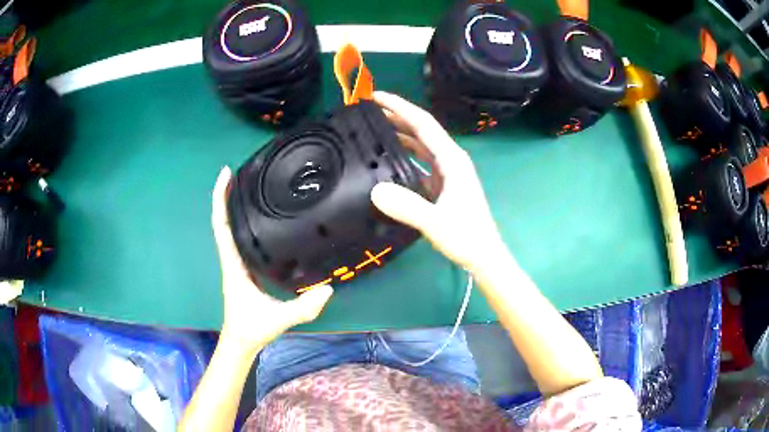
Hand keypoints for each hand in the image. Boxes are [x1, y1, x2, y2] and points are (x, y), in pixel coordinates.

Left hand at [211, 167, 332, 351]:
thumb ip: (303, 308)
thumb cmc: (253, 329)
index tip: (226, 175)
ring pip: (229, 230)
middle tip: (238, 172)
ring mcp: (236, 264)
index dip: (221, 200)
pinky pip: (238, 239)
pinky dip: (241, 222)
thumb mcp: (278, 319)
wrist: (241, 342)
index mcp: (234, 266)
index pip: (222, 227)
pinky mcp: (242, 269)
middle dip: (226, 196)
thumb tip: (329, 289)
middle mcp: (231, 260)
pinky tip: (257, 217)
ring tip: (247, 187)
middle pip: (223, 222)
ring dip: (232, 207)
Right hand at [370, 91, 504, 271]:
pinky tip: (388, 159)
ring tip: (374, 128)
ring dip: (400, 134)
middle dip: (397, 116)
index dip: (399, 107)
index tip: (376, 97)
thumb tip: (375, 190)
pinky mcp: (442, 185)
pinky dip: (404, 156)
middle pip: (421, 130)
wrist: (484, 256)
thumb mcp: (436, 223)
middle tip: (368, 110)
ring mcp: (447, 173)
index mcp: (452, 159)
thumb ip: (408, 207)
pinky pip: (420, 163)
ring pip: (420, 145)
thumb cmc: (467, 237)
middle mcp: (450, 160)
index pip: (423, 124)